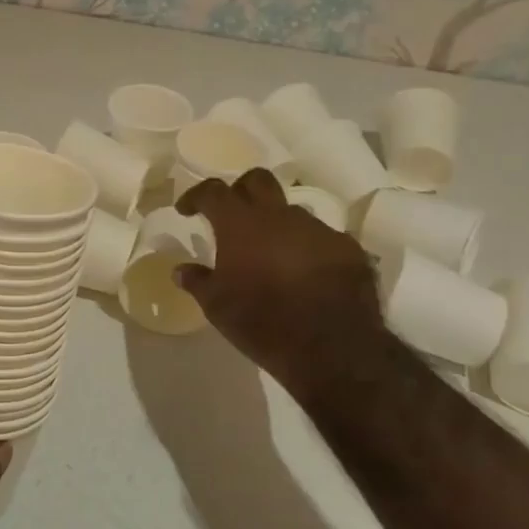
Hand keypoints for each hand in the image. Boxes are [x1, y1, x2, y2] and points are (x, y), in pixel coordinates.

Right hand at [174, 168, 389, 398]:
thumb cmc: (262, 322)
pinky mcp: (347, 248)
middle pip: (257, 180)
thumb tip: (180, 269)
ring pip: (291, 211)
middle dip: (240, 190)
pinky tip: (304, 274)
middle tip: (231, 215)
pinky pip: (320, 238)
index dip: (196, 196)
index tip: (186, 210)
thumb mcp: (217, 306)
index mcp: (241, 223)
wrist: (333, 348)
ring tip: (270, 253)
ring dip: (276, 224)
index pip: (213, 191)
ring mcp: (317, 229)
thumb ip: (197, 281)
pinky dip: (306, 248)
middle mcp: (279, 215)